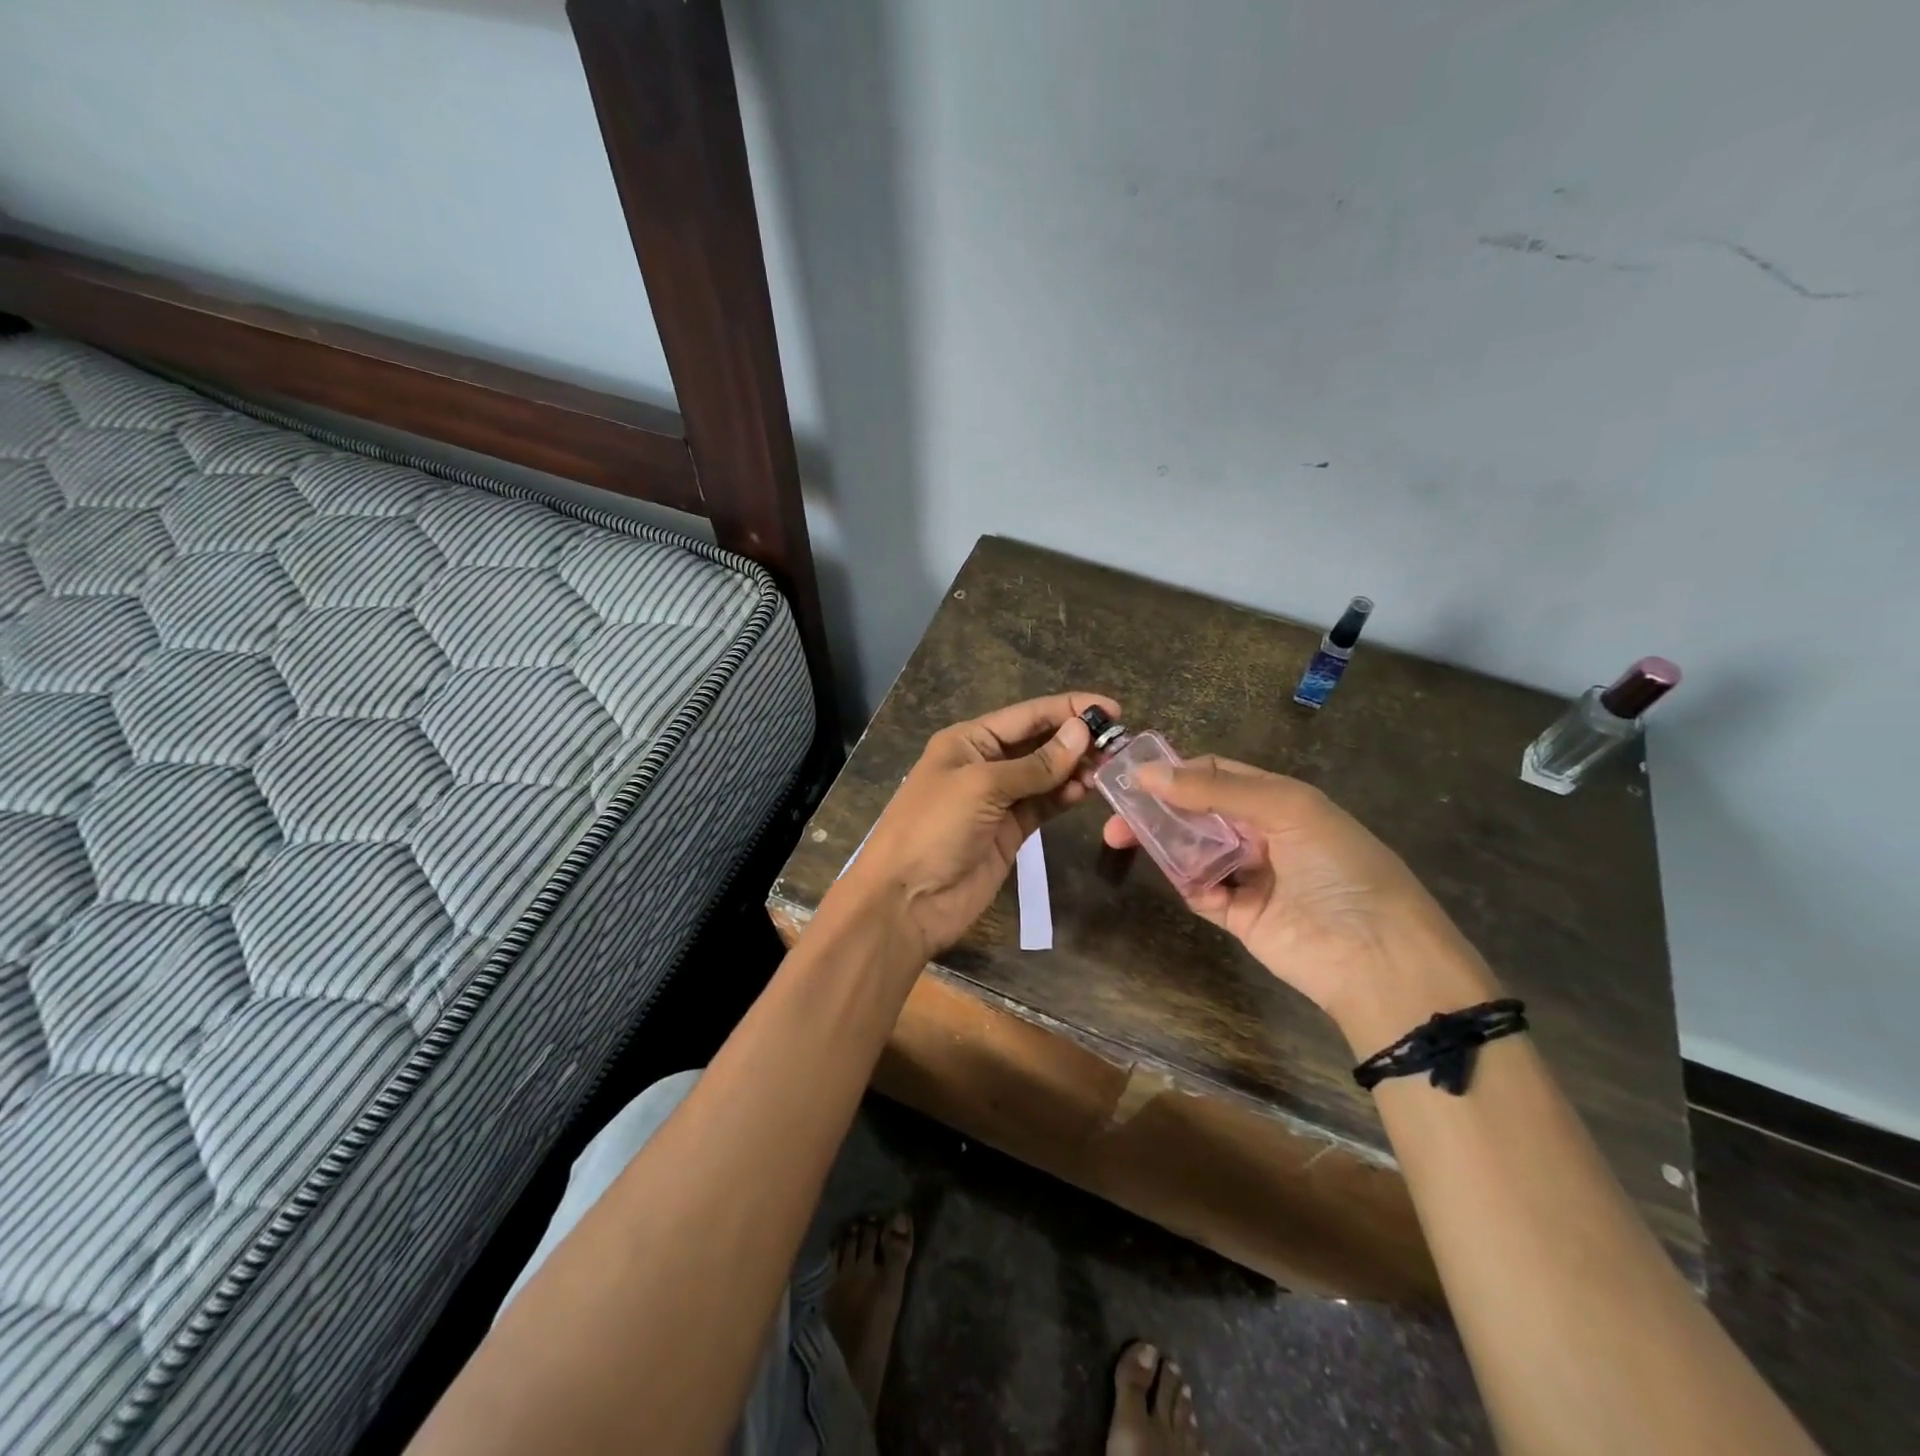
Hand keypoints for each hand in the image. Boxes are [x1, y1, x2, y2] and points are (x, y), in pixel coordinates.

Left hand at [835, 692, 1117, 961]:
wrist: (906, 901)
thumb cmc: (934, 829)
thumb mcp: (982, 787)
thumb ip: (1035, 764)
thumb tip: (1082, 731)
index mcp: (968, 741)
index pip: (1027, 715)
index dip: (1069, 708)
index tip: (1113, 709)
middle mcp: (984, 764)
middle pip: (1039, 742)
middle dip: (1076, 739)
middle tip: (1119, 744)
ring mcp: (998, 800)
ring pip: (1045, 775)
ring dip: (1074, 769)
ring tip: (1107, 769)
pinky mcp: (1010, 832)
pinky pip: (1044, 805)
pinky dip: (1064, 796)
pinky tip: (1085, 791)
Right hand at [1102, 757, 1498, 1046]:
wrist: (1378, 957)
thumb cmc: (1339, 867)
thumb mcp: (1288, 809)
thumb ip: (1217, 788)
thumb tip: (1147, 772)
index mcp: (1279, 800)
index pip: (1216, 774)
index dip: (1176, 771)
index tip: (1132, 776)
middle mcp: (1261, 833)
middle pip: (1196, 812)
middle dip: (1157, 809)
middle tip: (1114, 815)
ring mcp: (1249, 875)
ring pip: (1192, 850)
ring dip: (1161, 843)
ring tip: (1120, 839)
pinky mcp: (1239, 915)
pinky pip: (1200, 891)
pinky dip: (1187, 884)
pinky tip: (1181, 879)